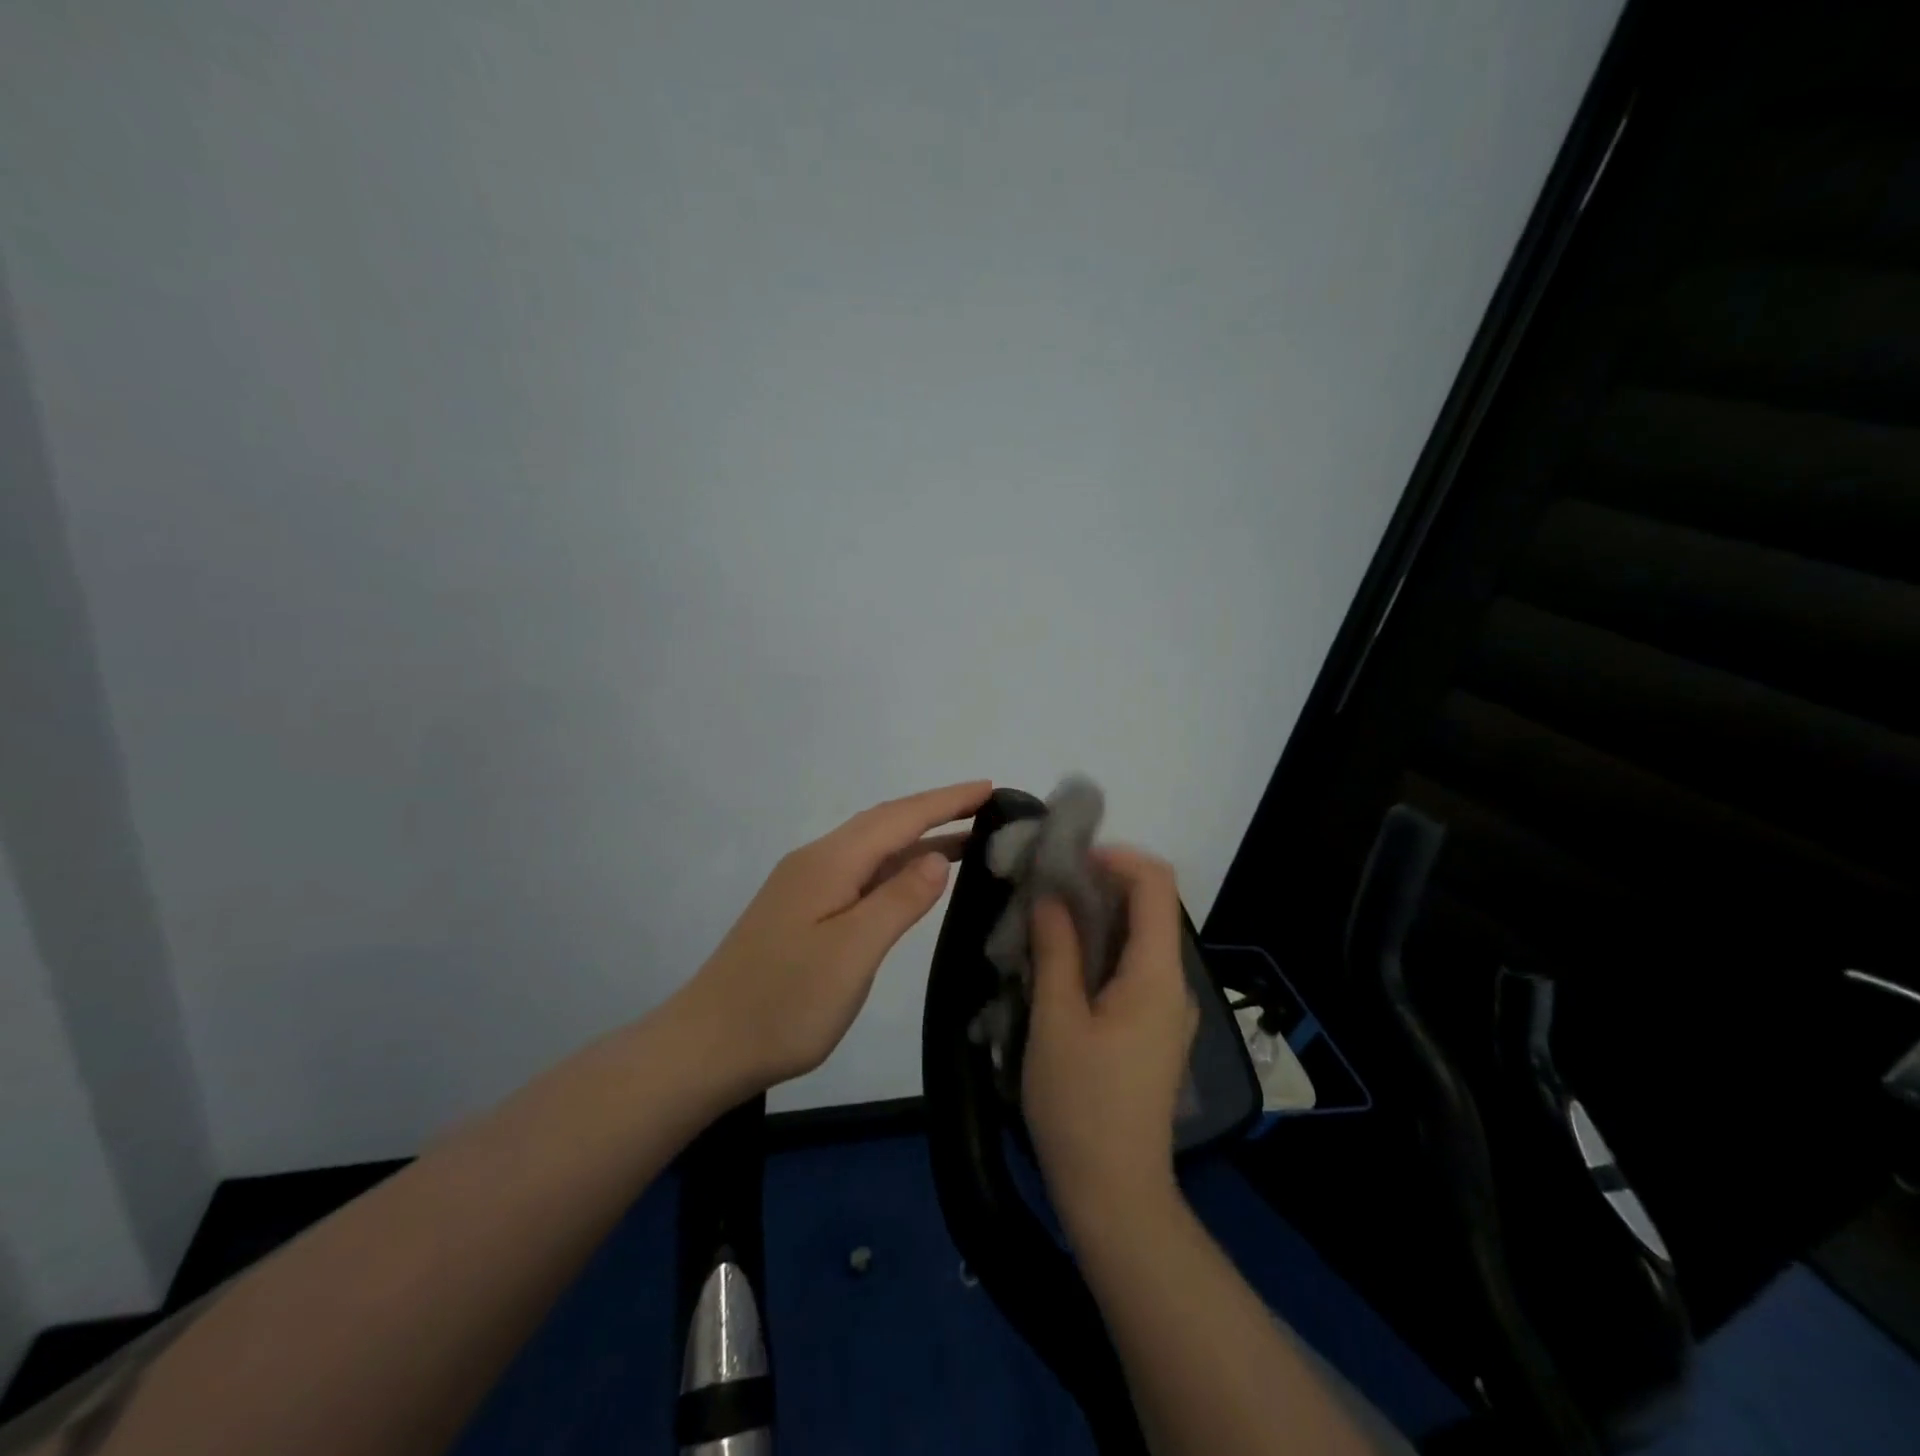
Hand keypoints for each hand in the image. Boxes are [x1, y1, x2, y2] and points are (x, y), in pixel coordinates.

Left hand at [676, 781, 992, 1090]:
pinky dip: (896, 865)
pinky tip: (913, 879)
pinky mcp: (802, 910)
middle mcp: (817, 862)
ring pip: (872, 848)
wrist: (706, 1046)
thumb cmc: (784, 1003)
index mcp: (829, 862)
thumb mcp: (852, 952)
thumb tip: (936, 857)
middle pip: (884, 823)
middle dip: (935, 811)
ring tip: (968, 839)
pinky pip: (861, 872)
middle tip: (987, 808)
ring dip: (918, 838)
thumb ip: (898, 901)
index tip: (990, 788)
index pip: (899, 817)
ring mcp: (806, 886)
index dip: (946, 801)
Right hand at [1023, 848, 1198, 1238]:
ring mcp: (1166, 1009)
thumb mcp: (1056, 1021)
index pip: (1157, 884)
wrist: (1114, 1194)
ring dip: (1094, 918)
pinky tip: (1059, 965)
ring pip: (1137, 939)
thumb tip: (1051, 897)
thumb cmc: (1081, 1105)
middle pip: (1149, 907)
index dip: (1116, 857)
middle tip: (1043, 889)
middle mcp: (1173, 984)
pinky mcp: (1152, 1030)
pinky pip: (1131, 969)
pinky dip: (1099, 950)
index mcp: (1157, 975)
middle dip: (1098, 884)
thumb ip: (1056, 950)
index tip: (1066, 861)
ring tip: (1043, 922)